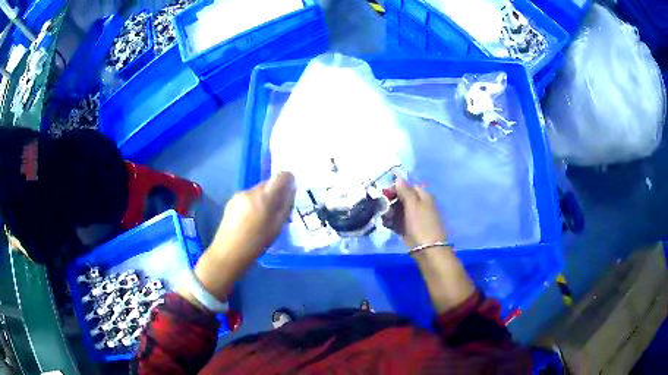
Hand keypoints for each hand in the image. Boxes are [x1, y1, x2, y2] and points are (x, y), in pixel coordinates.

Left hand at [211, 172, 295, 259]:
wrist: (228, 252)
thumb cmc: (256, 243)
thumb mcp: (277, 227)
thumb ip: (285, 206)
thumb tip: (291, 192)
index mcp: (265, 197)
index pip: (281, 176)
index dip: (288, 180)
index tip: (290, 190)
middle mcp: (251, 191)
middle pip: (268, 183)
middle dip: (275, 192)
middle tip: (277, 209)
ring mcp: (239, 195)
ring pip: (257, 191)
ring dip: (263, 198)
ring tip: (262, 217)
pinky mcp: (231, 201)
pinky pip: (247, 197)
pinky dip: (253, 203)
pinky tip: (250, 219)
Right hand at [383, 177, 447, 250]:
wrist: (428, 250)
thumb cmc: (421, 224)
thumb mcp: (413, 204)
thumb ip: (405, 190)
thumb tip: (398, 177)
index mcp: (424, 196)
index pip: (408, 186)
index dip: (396, 188)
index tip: (384, 194)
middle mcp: (420, 205)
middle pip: (402, 198)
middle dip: (391, 201)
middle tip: (382, 207)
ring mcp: (415, 218)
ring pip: (399, 210)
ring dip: (389, 212)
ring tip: (383, 217)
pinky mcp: (409, 230)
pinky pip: (398, 222)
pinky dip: (391, 222)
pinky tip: (385, 224)